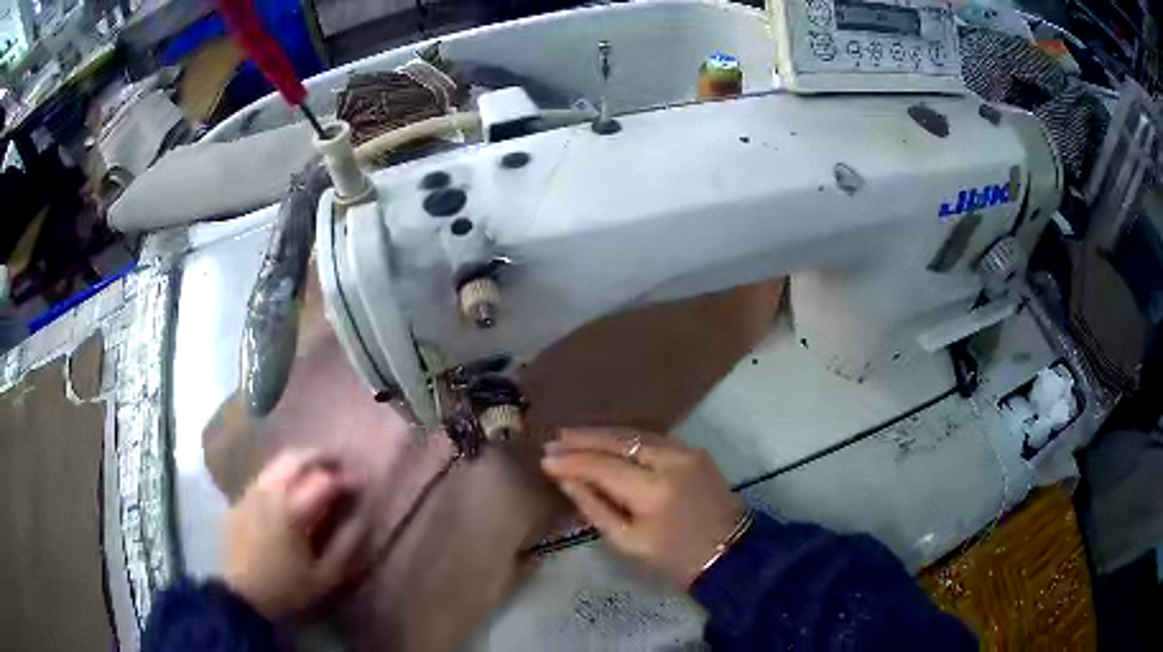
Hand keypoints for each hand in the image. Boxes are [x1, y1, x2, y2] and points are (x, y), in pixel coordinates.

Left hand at [223, 450, 371, 619]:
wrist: (240, 594)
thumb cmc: (286, 588)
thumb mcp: (325, 576)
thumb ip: (346, 545)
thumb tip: (363, 517)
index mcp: (292, 510)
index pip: (324, 481)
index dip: (346, 479)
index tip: (362, 481)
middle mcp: (270, 492)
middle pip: (297, 458)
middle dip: (321, 456)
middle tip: (341, 463)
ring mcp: (252, 492)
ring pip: (278, 462)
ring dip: (301, 460)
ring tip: (318, 469)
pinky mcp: (241, 498)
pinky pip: (266, 474)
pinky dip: (284, 471)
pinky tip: (292, 485)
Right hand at [541, 428, 742, 587]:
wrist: (729, 551)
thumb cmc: (674, 557)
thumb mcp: (628, 542)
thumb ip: (595, 507)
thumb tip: (565, 478)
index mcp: (653, 492)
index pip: (602, 466)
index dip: (571, 461)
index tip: (544, 460)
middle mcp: (670, 462)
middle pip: (618, 441)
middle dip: (582, 439)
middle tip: (553, 441)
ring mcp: (686, 451)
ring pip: (635, 433)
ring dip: (601, 433)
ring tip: (571, 435)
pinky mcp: (694, 450)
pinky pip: (651, 437)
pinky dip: (625, 437)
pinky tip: (605, 439)